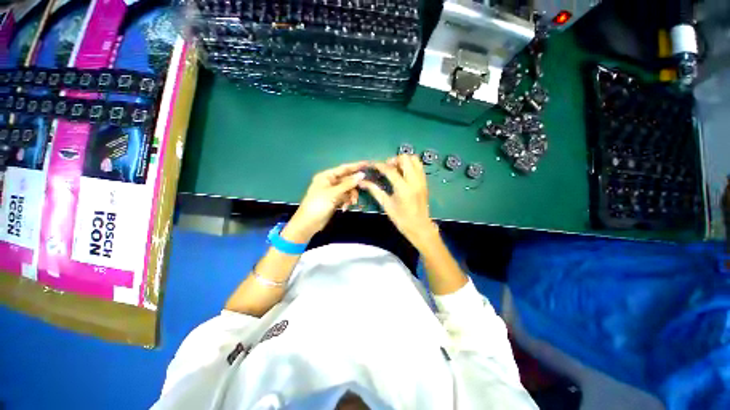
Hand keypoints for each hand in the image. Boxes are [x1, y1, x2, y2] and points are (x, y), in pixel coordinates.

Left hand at [283, 161, 367, 242]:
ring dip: (351, 196)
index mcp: (327, 176)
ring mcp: (332, 191)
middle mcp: (330, 182)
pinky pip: (345, 197)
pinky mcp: (334, 200)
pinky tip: (345, 208)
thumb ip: (348, 184)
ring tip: (351, 203)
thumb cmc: (318, 204)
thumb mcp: (334, 193)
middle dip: (354, 187)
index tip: (367, 164)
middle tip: (363, 189)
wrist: (309, 223)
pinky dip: (347, 201)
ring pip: (348, 190)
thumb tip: (362, 174)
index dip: (355, 166)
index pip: (344, 168)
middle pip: (347, 180)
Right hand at [358, 155, 439, 249]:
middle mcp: (414, 180)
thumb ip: (375, 191)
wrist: (419, 227)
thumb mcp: (386, 205)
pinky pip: (419, 166)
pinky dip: (411, 165)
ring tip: (396, 169)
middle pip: (405, 158)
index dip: (380, 165)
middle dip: (393, 160)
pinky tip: (404, 173)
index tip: (373, 164)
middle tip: (387, 168)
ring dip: (403, 161)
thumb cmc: (401, 218)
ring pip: (414, 159)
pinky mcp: (425, 182)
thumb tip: (362, 182)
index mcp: (403, 188)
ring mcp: (421, 180)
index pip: (390, 170)